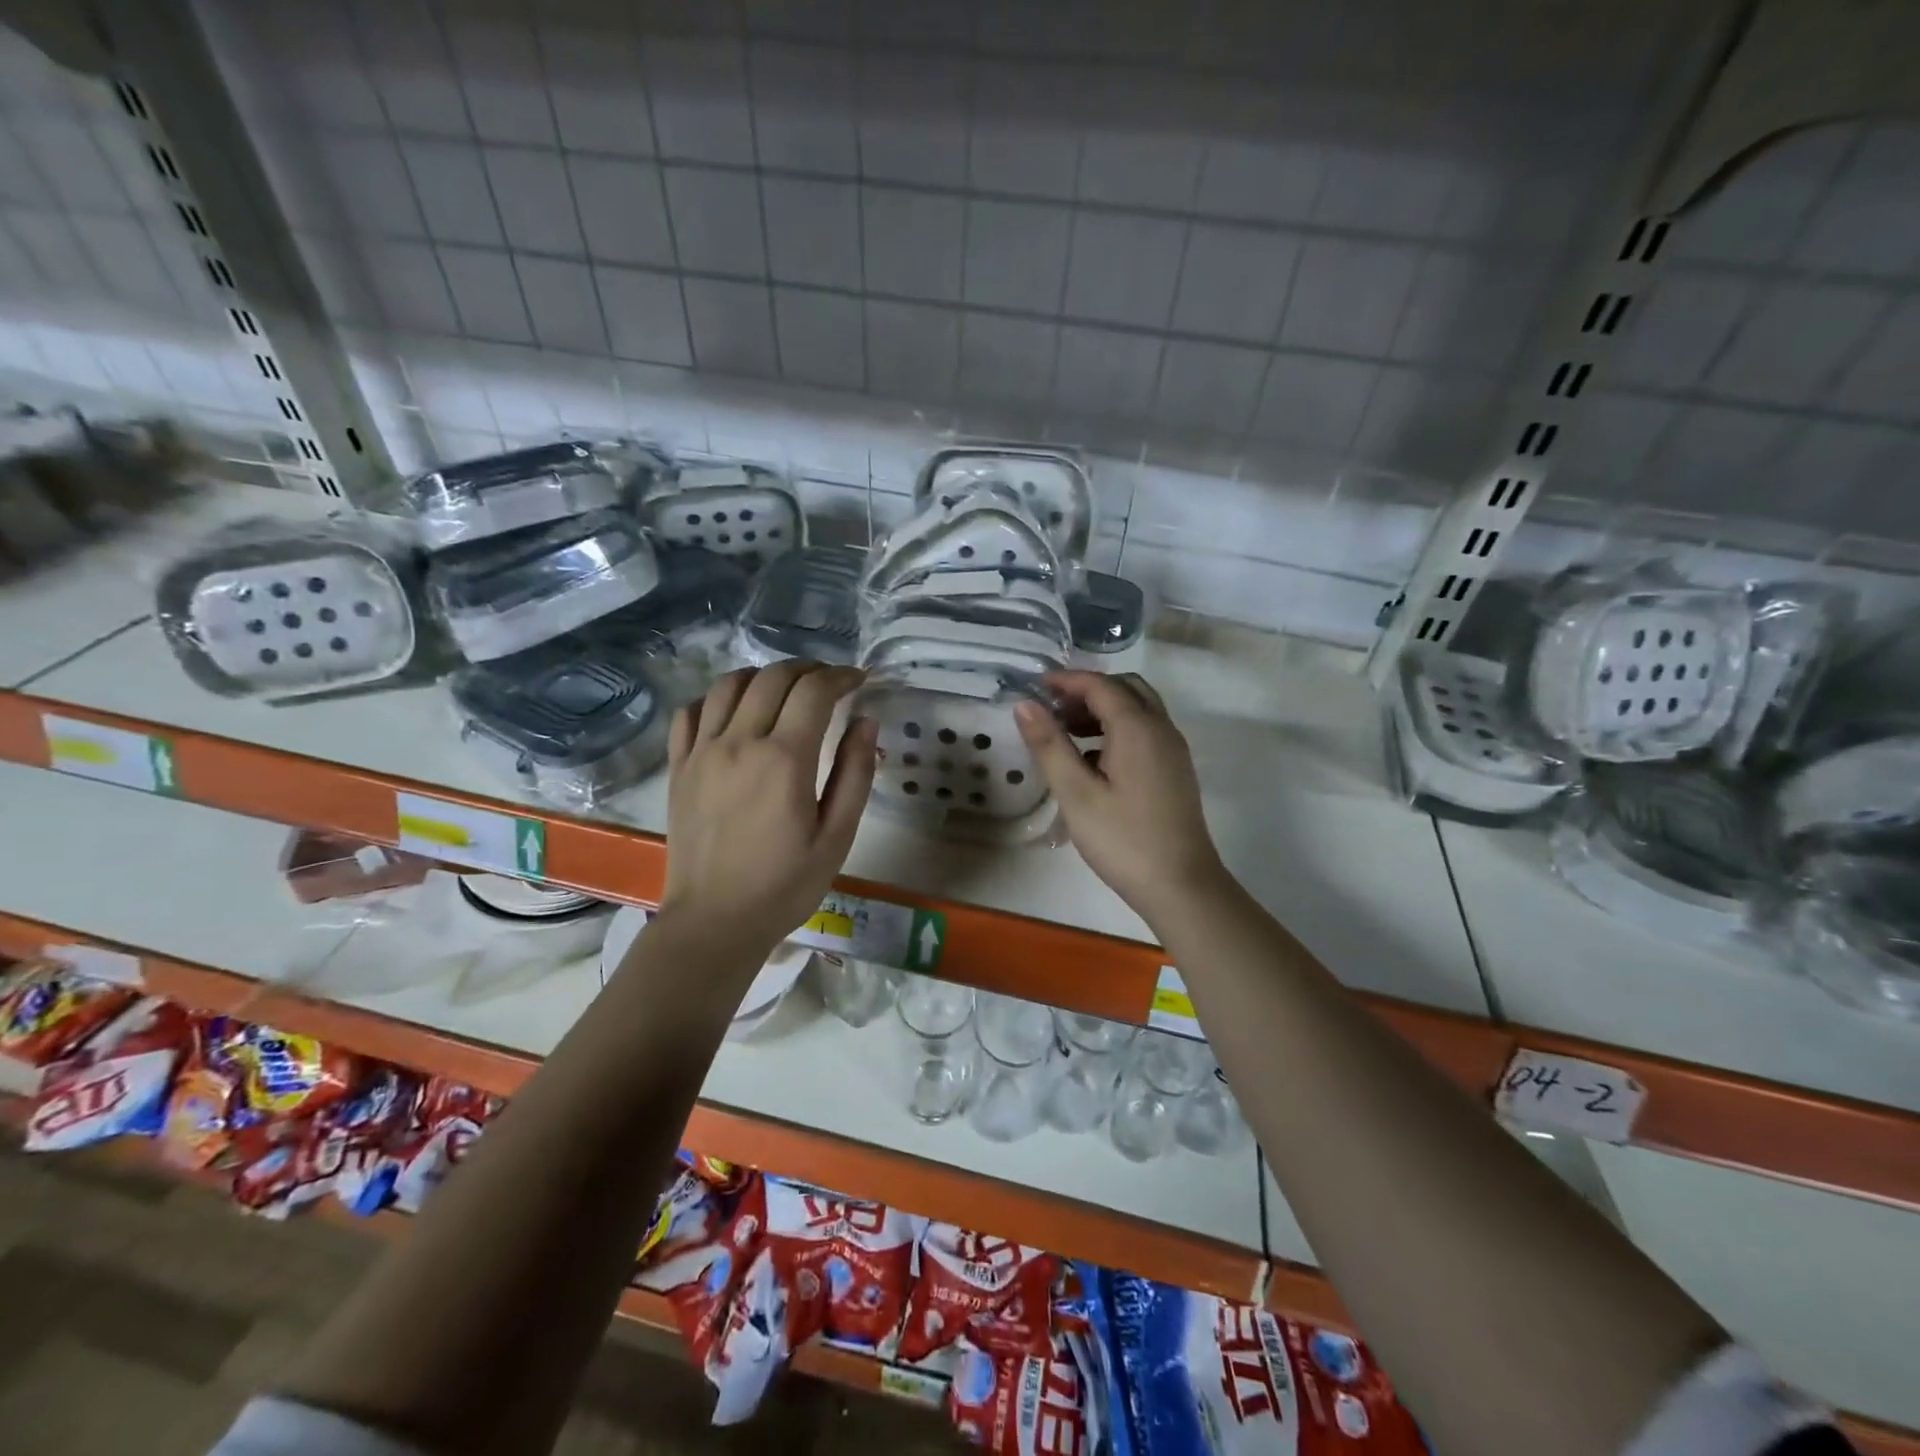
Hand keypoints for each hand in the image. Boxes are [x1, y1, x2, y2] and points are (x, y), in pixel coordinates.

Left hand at [662, 663, 875, 954]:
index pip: (814, 691)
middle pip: (774, 677)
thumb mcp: (837, 836)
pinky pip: (691, 711)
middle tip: (829, 684)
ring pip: (730, 684)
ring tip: (785, 690)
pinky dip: (717, 698)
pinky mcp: (679, 767)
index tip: (859, 681)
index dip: (841, 676)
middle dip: (808, 670)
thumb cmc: (785, 886)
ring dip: (764, 676)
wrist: (715, 922)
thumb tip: (866, 722)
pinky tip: (735, 711)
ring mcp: (702, 752)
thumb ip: (854, 774)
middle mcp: (740, 743)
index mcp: (784, 760)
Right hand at [1014, 670, 1226, 928]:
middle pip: (1125, 689)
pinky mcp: (1175, 770)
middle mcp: (1161, 728)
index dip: (1066, 680)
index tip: (1035, 687)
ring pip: (1138, 709)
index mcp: (1137, 727)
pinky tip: (1092, 760)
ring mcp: (1173, 749)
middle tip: (1052, 709)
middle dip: (1087, 690)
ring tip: (1065, 732)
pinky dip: (1117, 729)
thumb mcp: (1076, 793)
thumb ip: (1049, 745)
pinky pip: (1146, 731)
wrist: (1181, 885)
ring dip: (1103, 709)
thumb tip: (1025, 706)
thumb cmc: (1123, 839)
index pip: (1100, 685)